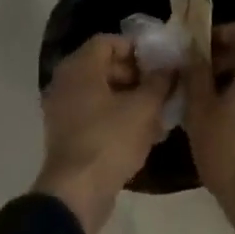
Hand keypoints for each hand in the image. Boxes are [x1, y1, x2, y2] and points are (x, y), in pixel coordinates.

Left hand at [37, 33, 173, 233]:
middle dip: (137, 74)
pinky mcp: (68, 134)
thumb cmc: (110, 140)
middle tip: (163, 87)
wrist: (77, 192)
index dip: (137, 48)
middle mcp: (66, 83)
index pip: (108, 41)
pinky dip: (118, 116)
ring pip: (102, 92)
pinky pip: (95, 114)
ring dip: (130, 97)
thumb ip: (160, 82)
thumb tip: (171, 67)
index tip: (161, 63)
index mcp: (79, 68)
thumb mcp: (144, 108)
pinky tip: (144, 132)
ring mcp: (63, 110)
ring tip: (159, 111)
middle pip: (104, 66)